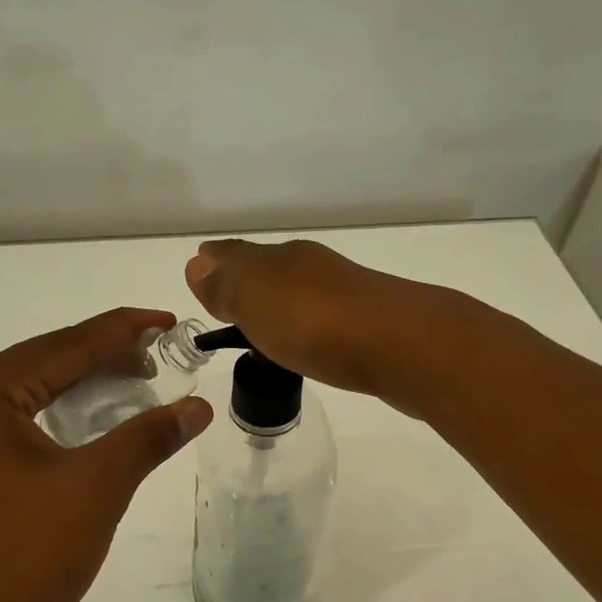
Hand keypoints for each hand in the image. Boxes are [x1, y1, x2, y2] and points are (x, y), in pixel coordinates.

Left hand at [0, 308, 210, 601]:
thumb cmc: (30, 553)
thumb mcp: (98, 486)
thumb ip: (149, 436)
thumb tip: (199, 406)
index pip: (67, 345)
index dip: (124, 330)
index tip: (169, 320)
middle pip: (45, 363)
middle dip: (105, 358)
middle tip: (160, 357)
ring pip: (28, 393)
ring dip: (81, 387)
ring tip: (134, 383)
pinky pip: (12, 421)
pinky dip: (55, 415)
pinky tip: (86, 421)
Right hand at [184, 239, 450, 407]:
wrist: (403, 346)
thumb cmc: (315, 323)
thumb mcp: (255, 301)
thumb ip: (226, 284)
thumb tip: (198, 264)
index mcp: (280, 258)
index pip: (236, 255)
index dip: (215, 267)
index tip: (201, 277)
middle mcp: (313, 268)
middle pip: (270, 271)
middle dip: (247, 284)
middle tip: (229, 308)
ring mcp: (346, 294)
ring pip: (301, 293)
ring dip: (281, 306)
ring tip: (266, 331)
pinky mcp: (371, 324)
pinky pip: (326, 319)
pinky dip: (310, 327)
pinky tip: (311, 345)